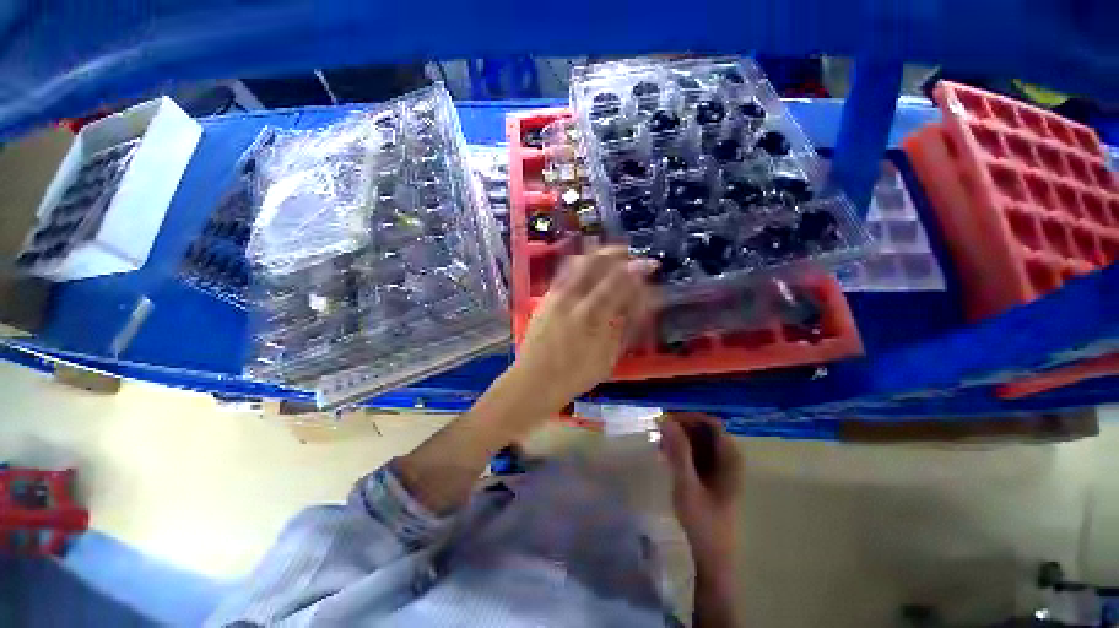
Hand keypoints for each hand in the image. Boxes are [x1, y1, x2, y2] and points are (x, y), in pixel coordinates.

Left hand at [509, 247, 657, 412]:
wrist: (534, 381)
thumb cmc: (574, 376)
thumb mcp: (607, 358)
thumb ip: (621, 329)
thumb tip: (635, 305)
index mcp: (591, 317)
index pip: (619, 284)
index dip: (636, 272)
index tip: (648, 266)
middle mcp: (572, 299)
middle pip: (596, 264)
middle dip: (616, 253)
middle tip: (629, 253)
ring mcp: (555, 296)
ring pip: (577, 263)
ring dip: (597, 255)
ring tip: (610, 254)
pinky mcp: (545, 299)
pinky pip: (563, 273)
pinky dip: (579, 264)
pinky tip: (587, 265)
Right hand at [660, 413, 743, 574]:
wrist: (713, 557)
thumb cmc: (703, 521)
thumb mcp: (687, 484)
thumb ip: (678, 451)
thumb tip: (666, 420)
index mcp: (730, 457)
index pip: (710, 422)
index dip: (687, 417)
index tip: (665, 421)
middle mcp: (728, 458)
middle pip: (704, 430)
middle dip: (681, 428)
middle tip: (658, 433)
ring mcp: (721, 467)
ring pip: (699, 441)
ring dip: (679, 439)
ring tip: (659, 445)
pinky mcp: (712, 476)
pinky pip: (696, 453)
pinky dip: (681, 450)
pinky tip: (665, 456)